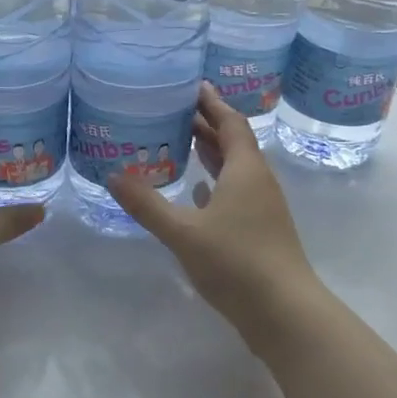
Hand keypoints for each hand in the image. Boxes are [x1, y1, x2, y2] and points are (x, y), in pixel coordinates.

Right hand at [106, 82, 320, 345]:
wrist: (284, 312)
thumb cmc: (236, 262)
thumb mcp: (183, 232)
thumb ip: (147, 203)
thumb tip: (113, 175)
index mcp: (245, 170)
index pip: (230, 122)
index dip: (211, 102)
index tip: (191, 85)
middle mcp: (258, 181)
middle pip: (233, 142)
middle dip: (206, 124)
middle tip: (173, 111)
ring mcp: (263, 207)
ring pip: (236, 168)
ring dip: (212, 153)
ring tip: (181, 142)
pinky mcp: (260, 230)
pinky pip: (236, 192)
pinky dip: (216, 183)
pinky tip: (198, 191)